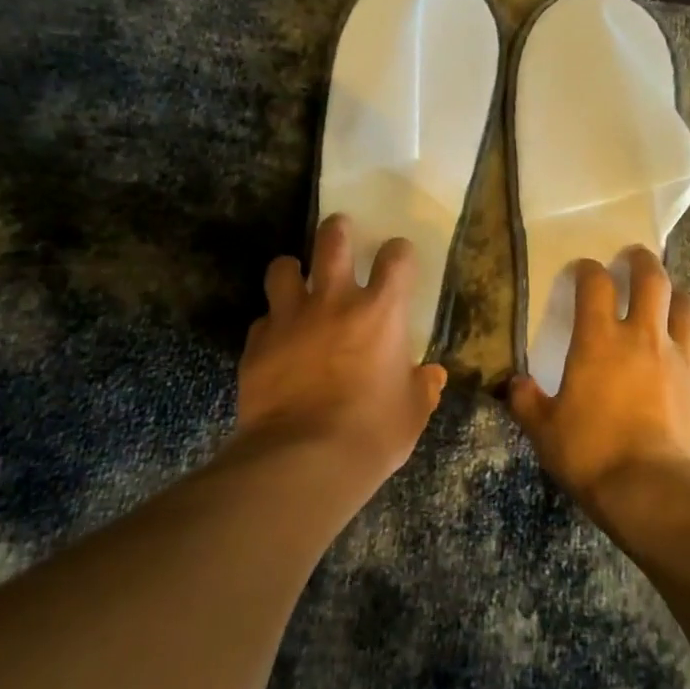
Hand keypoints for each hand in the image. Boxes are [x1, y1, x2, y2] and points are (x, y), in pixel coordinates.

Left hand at [237, 215, 446, 479]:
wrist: (305, 459)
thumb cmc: (373, 432)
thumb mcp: (412, 412)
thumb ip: (423, 388)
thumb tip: (432, 376)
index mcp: (381, 312)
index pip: (397, 258)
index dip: (399, 252)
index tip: (398, 258)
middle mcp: (334, 302)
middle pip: (332, 240)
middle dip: (338, 229)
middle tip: (341, 231)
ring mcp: (290, 318)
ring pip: (283, 268)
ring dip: (292, 269)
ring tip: (296, 279)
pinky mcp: (258, 343)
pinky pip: (263, 319)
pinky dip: (272, 324)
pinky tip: (277, 340)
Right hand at [506, 248, 689, 501]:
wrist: (656, 491)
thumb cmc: (592, 455)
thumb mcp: (545, 432)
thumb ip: (528, 402)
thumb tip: (515, 384)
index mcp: (599, 341)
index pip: (594, 285)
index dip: (587, 270)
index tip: (582, 269)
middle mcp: (643, 337)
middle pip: (651, 280)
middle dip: (641, 261)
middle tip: (633, 257)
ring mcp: (681, 358)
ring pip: (685, 306)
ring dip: (674, 293)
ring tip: (667, 295)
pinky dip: (688, 339)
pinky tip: (683, 351)